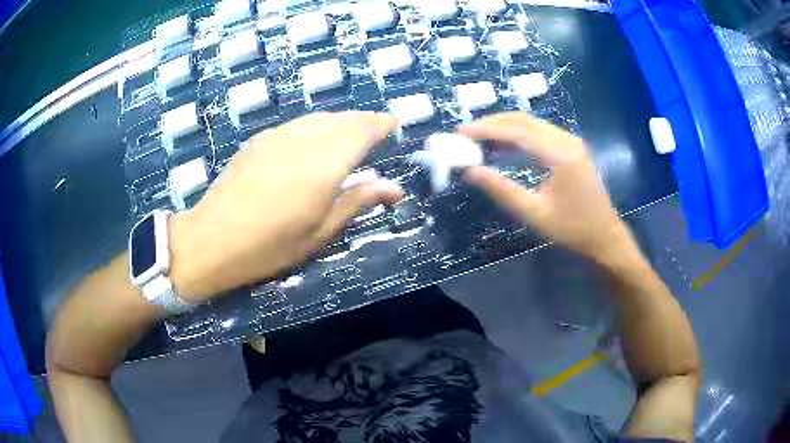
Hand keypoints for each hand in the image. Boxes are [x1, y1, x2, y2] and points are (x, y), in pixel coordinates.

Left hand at [169, 112, 402, 301]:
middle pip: (343, 119)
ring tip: (350, 134)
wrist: (212, 239)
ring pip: (319, 118)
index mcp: (326, 164)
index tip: (395, 125)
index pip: (363, 130)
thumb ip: (357, 201)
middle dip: (364, 121)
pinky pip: (297, 124)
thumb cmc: (270, 246)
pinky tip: (313, 140)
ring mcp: (278, 136)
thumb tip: (394, 188)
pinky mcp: (260, 140)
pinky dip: (315, 126)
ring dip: (341, 121)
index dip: (382, 124)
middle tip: (377, 131)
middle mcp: (305, 140)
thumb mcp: (320, 232)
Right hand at [459, 113, 632, 261]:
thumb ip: (502, 190)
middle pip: (524, 121)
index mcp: (560, 154)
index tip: (462, 132)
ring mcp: (571, 142)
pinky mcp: (571, 148)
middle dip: (493, 124)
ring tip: (480, 137)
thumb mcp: (534, 213)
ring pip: (532, 124)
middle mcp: (567, 140)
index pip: (518, 131)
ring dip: (505, 127)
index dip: (487, 129)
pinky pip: (541, 133)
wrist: (604, 235)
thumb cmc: (572, 228)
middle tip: (467, 133)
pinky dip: (519, 135)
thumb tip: (471, 172)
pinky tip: (505, 145)